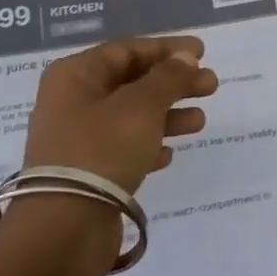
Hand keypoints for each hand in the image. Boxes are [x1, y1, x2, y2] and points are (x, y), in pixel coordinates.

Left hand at [23, 36, 220, 192]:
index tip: (202, 52)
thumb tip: (186, 57)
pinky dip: (149, 145)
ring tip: (200, 121)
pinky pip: (124, 148)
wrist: (65, 226)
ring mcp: (78, 138)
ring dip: (167, 115)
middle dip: (173, 83)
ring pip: (131, 116)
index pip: (127, 50)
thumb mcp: (141, 106)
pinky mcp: (87, 172)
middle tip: (211, 86)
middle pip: (132, 82)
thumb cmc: (102, 150)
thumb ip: (168, 78)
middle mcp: (73, 101)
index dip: (167, 49)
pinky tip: (170, 154)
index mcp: (76, 75)